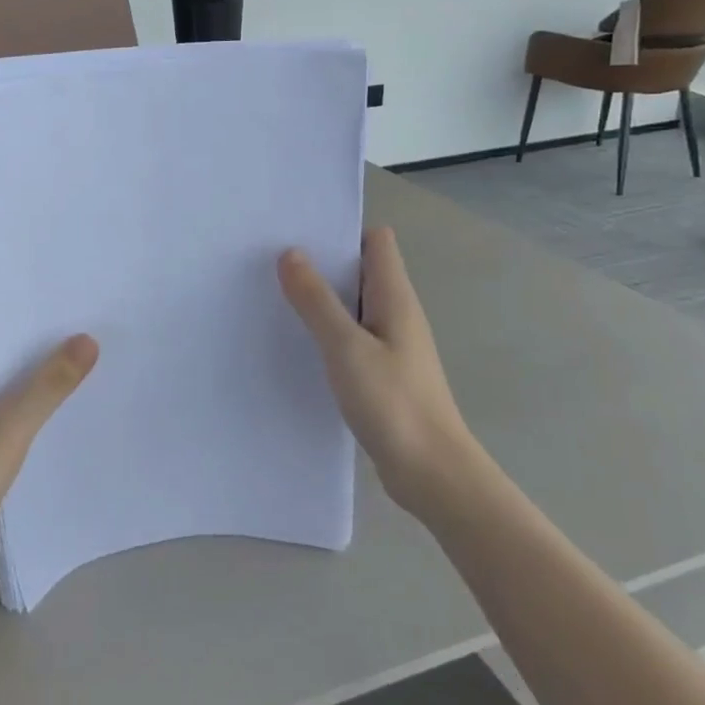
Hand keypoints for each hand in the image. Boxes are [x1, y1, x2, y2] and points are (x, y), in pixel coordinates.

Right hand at [278, 227, 472, 511]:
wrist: (431, 472)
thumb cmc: (392, 402)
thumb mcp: (346, 347)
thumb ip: (316, 301)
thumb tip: (291, 253)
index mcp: (395, 297)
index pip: (376, 242)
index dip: (342, 231)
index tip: (299, 233)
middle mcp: (396, 313)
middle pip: (360, 270)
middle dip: (322, 262)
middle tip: (273, 261)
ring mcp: (391, 344)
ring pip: (352, 305)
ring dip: (321, 299)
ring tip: (275, 296)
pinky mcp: (382, 372)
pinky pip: (350, 336)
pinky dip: (326, 332)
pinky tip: (297, 343)